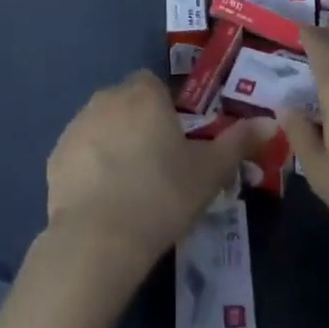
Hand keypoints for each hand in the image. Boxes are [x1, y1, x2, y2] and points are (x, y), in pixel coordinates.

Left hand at [44, 70, 276, 279]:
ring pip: (102, 125)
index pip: (155, 86)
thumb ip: (240, 141)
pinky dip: (90, 167)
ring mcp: (77, 125)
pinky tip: (103, 199)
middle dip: (139, 125)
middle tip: (156, 167)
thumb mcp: (210, 172)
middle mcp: (107, 98)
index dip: (165, 111)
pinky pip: (80, 152)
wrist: (98, 241)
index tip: (175, 144)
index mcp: (144, 94)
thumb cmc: (161, 196)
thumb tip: (272, 122)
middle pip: (128, 103)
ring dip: (114, 144)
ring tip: (129, 187)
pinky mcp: (55, 156)